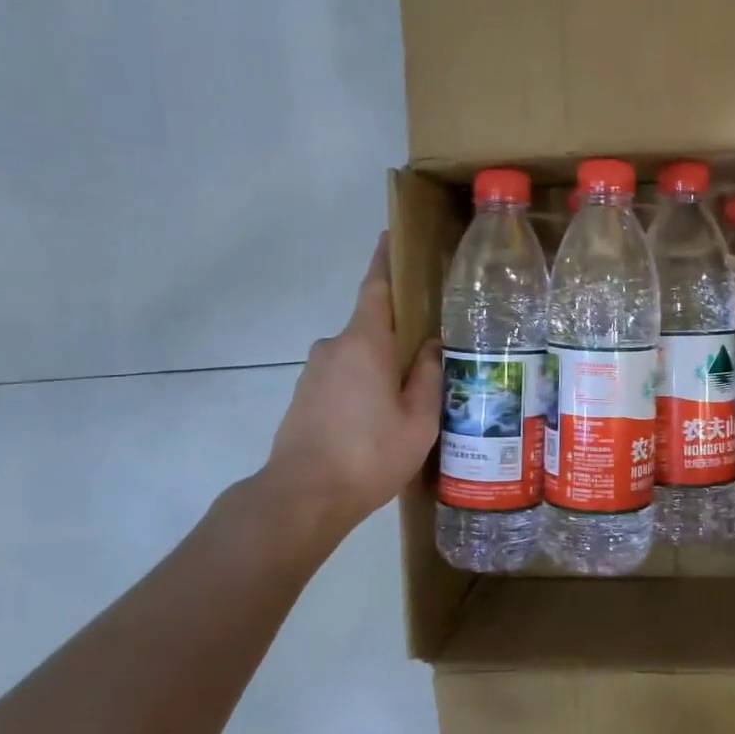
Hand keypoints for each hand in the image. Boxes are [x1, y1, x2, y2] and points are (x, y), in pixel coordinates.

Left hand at [258, 234, 440, 539]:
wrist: (302, 497)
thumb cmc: (369, 454)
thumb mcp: (418, 419)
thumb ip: (427, 376)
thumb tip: (430, 346)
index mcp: (364, 342)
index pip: (376, 286)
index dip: (385, 259)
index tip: (392, 236)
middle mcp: (334, 346)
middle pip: (371, 325)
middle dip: (398, 333)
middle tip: (432, 351)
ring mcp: (314, 372)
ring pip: (358, 355)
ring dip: (381, 365)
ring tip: (410, 394)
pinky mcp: (304, 396)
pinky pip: (343, 377)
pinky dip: (363, 385)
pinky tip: (381, 416)